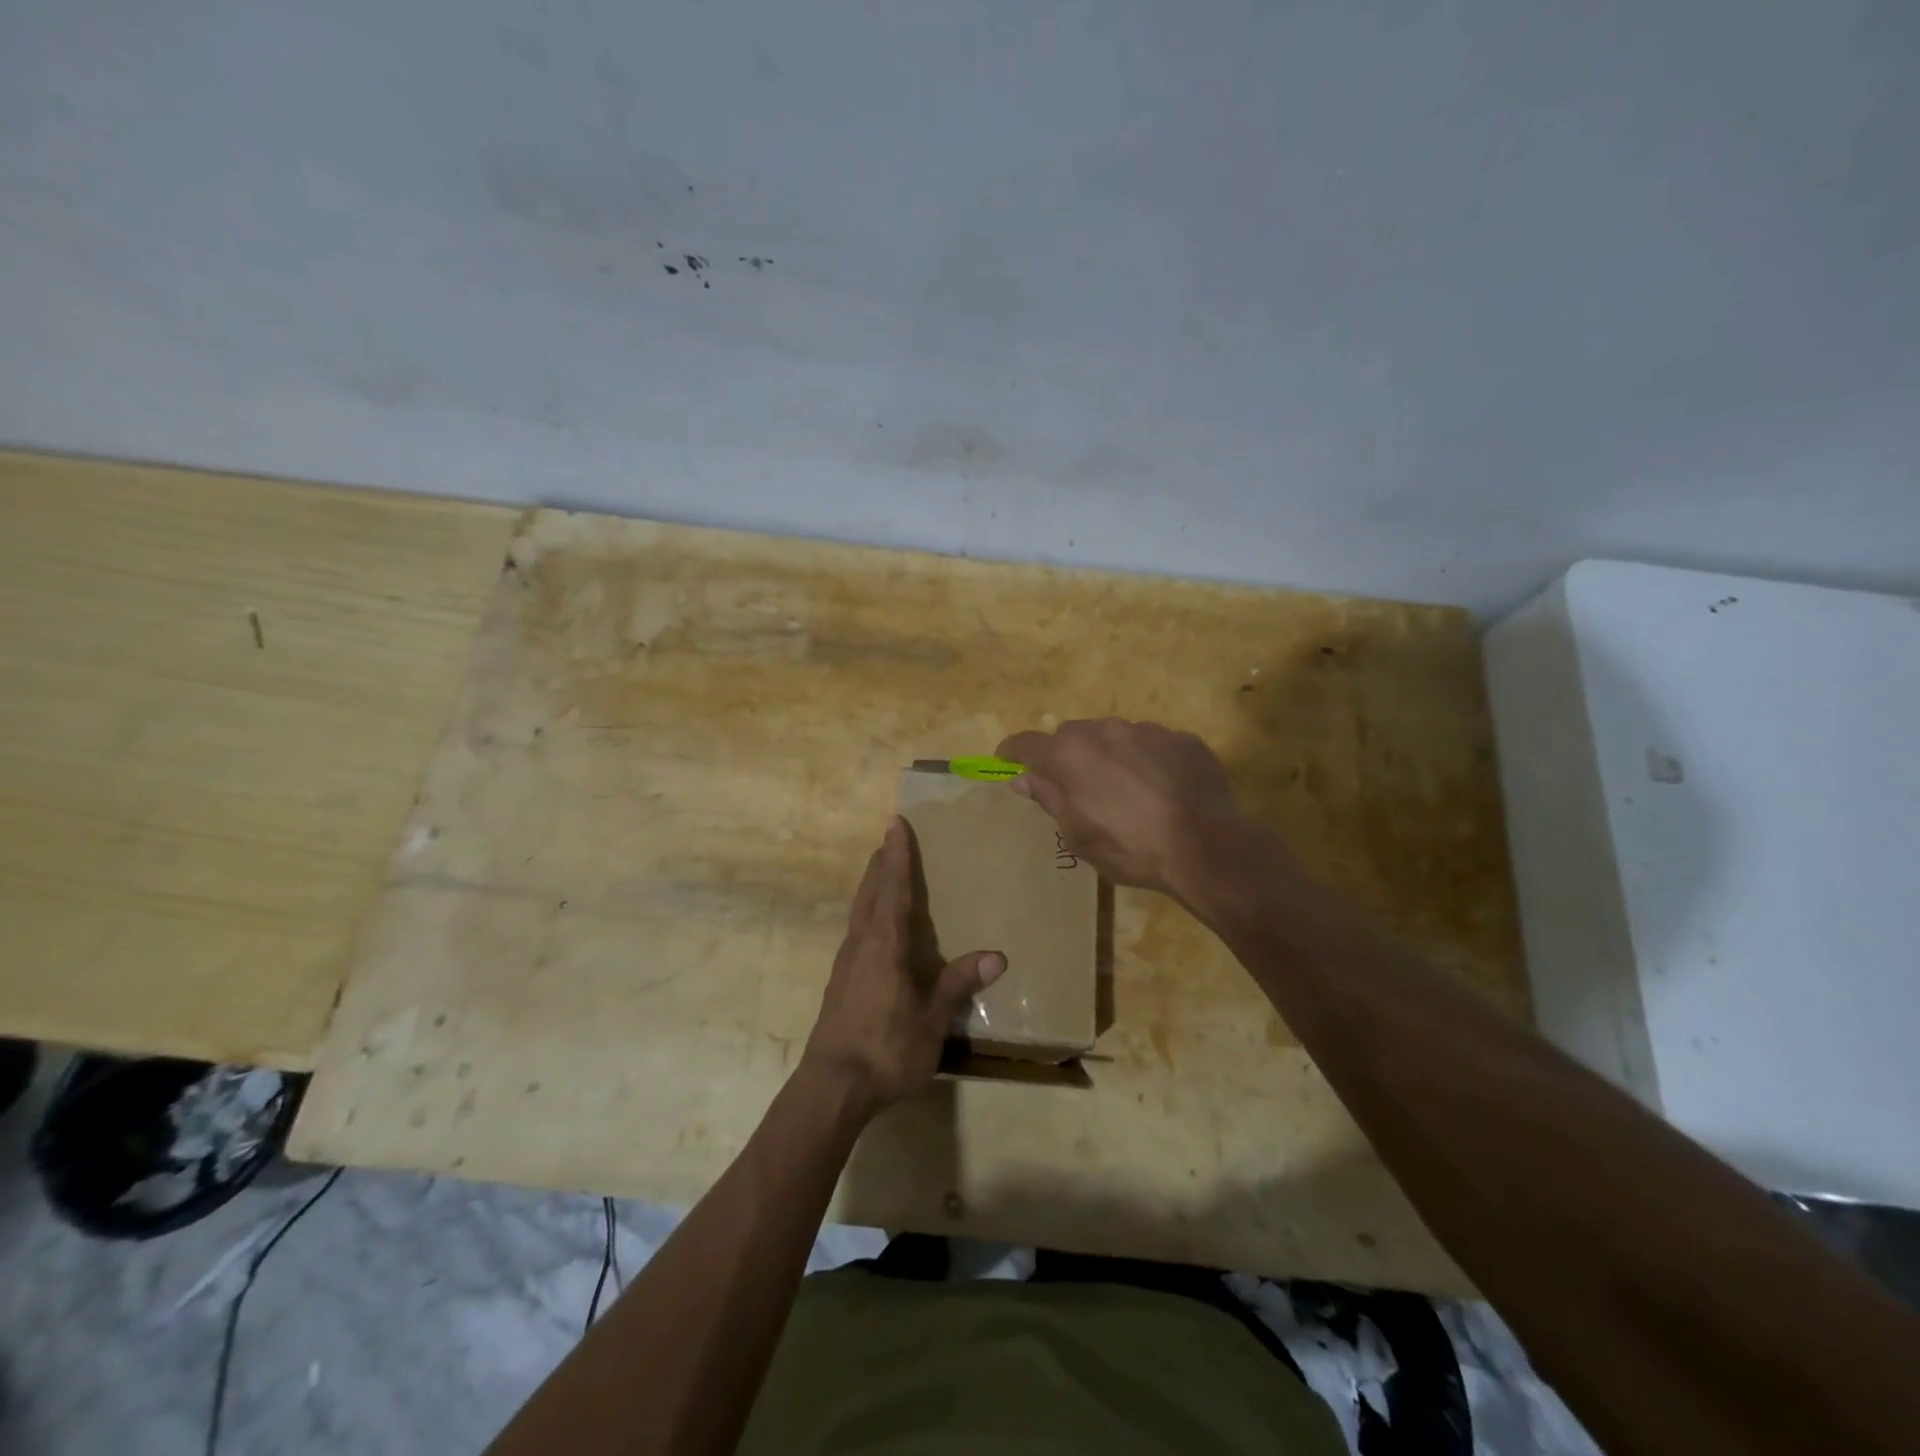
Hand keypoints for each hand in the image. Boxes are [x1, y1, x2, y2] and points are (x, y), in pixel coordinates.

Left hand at [802, 819, 1005, 1116]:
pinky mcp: (839, 983)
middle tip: (890, 839)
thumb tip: (997, 956)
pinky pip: (855, 931)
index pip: (892, 888)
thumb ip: (959, 984)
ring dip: (871, 887)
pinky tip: (873, 928)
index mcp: (884, 944)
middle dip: (881, 864)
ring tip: (882, 874)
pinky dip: (866, 913)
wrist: (832, 1087)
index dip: (897, 855)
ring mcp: (845, 963)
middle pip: (870, 893)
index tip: (895, 823)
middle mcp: (860, 944)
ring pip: (859, 911)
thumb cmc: (886, 1048)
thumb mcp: (931, 1019)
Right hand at [997, 718, 1247, 898]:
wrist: (1208, 846)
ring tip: (1123, 789)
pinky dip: (1146, 760)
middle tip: (1073, 785)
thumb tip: (1023, 779)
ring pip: (1114, 736)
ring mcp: (1148, 730)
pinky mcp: (1183, 739)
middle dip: (1066, 755)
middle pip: (1072, 734)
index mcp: (1071, 754)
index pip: (1027, 743)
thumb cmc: (1131, 848)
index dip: (1012, 752)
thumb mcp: (1079, 835)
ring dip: (1109, 755)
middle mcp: (1105, 731)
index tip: (1005, 761)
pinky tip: (1160, 789)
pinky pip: (1152, 744)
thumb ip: (1049, 799)